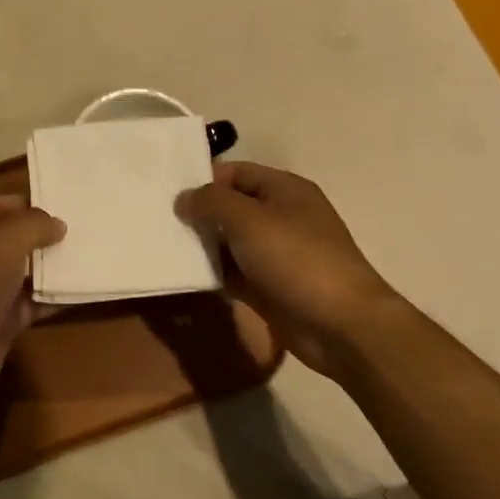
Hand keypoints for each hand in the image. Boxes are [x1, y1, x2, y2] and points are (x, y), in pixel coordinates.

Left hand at [0, 195, 65, 407]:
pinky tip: (82, 289)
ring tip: (90, 253)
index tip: (62, 201)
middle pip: (10, 238)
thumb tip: (57, 224)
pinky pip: (31, 302)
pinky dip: (52, 297)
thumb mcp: (1, 244)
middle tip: (83, 227)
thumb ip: (32, 225)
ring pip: (22, 271)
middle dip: (43, 233)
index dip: (25, 203)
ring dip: (51, 265)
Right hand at [177, 162, 398, 372]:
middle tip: (158, 220)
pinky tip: (184, 274)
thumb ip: (211, 202)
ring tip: (163, 245)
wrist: (340, 326)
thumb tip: (184, 198)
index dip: (204, 178)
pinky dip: (213, 272)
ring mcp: (276, 254)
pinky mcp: (269, 287)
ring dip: (202, 245)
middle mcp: (281, 216)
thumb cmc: (296, 259)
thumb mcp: (248, 219)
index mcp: (284, 190)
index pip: (236, 172)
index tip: (167, 192)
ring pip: (230, 241)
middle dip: (199, 213)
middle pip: (231, 206)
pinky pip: (233, 272)